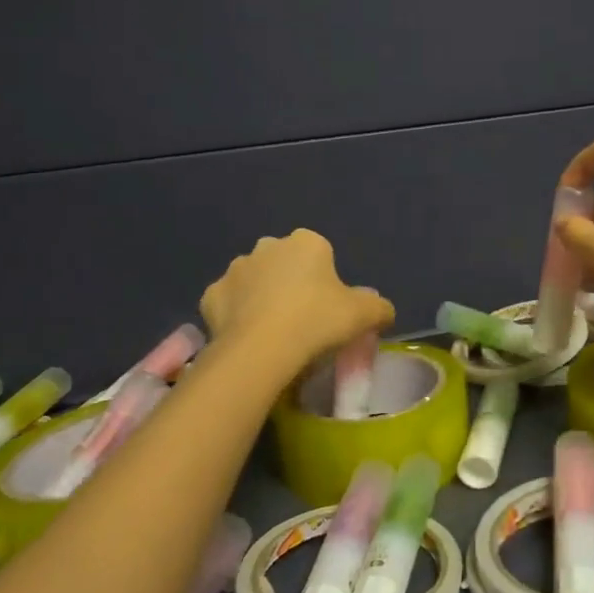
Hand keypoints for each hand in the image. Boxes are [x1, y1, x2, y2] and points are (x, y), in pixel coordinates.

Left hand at [200, 229, 393, 368]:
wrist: (261, 350)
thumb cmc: (318, 322)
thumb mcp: (365, 316)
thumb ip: (380, 308)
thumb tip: (383, 311)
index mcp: (306, 242)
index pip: (320, 254)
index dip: (326, 281)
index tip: (329, 309)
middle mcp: (268, 246)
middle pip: (285, 264)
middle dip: (291, 284)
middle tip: (304, 321)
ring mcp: (235, 270)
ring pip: (254, 282)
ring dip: (262, 298)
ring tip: (274, 333)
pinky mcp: (210, 296)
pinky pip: (230, 304)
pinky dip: (237, 317)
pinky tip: (249, 339)